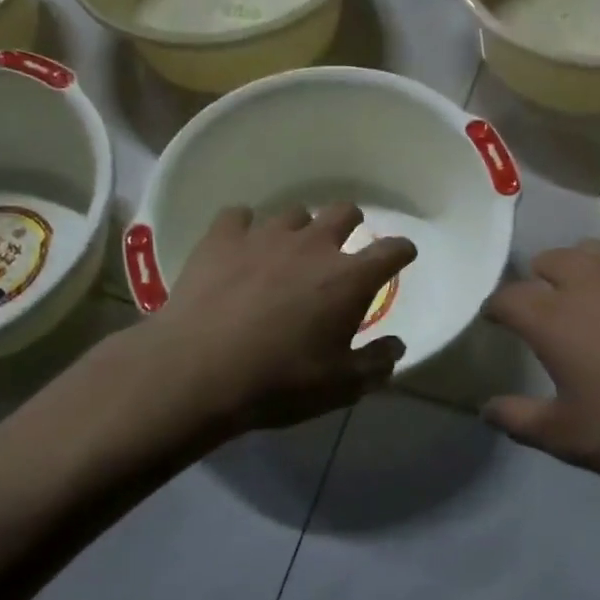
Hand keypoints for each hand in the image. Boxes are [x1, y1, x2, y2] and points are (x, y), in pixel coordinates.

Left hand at [144, 204, 415, 432]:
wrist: (197, 372)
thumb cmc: (279, 382)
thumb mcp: (340, 387)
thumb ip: (376, 364)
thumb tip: (397, 347)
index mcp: (349, 279)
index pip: (391, 250)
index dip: (402, 251)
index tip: (402, 255)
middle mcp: (313, 245)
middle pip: (344, 212)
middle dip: (351, 224)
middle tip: (343, 245)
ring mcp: (265, 236)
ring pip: (294, 213)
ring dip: (300, 229)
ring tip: (288, 251)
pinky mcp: (222, 238)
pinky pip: (239, 216)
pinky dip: (245, 229)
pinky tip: (240, 247)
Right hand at [482, 242, 599, 497]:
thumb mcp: (570, 438)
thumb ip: (520, 420)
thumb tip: (486, 409)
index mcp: (554, 317)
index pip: (508, 298)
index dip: (495, 308)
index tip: (493, 320)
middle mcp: (591, 282)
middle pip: (551, 259)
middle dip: (538, 278)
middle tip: (544, 306)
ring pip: (597, 250)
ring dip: (583, 267)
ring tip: (590, 295)